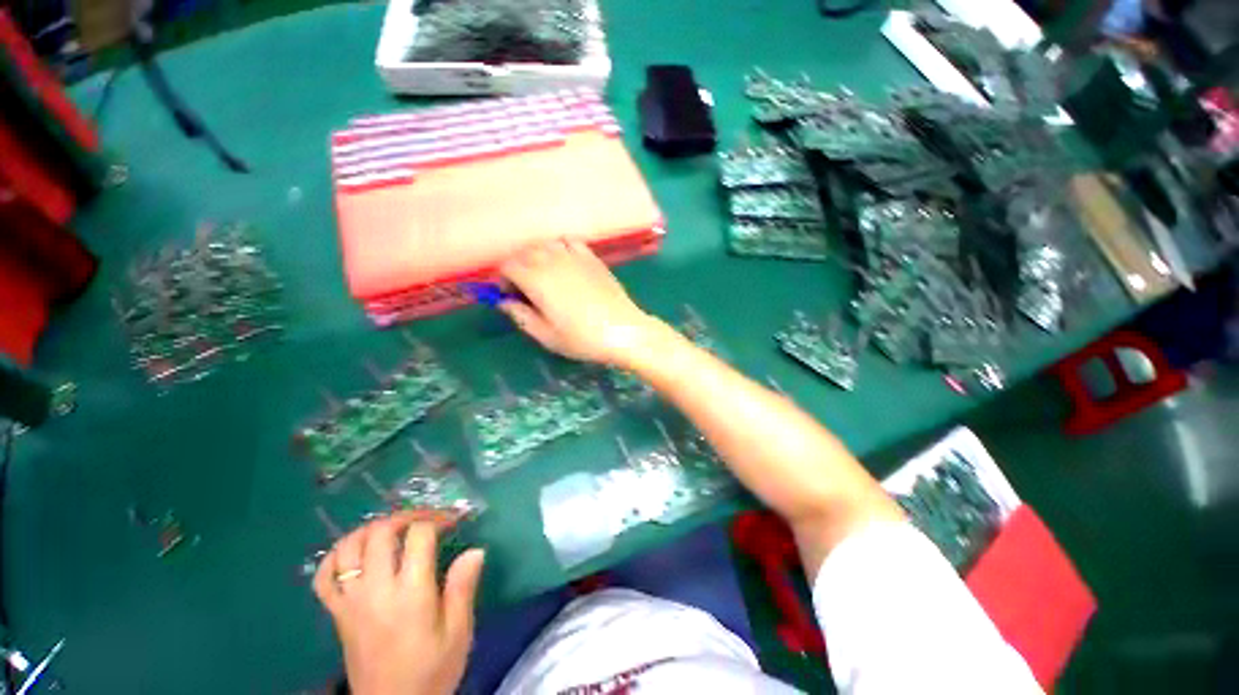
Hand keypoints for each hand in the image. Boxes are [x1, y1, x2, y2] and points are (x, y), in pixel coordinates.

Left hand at [314, 511, 485, 694]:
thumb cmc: (431, 670)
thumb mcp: (458, 633)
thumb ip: (463, 588)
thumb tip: (476, 549)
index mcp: (410, 593)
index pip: (419, 536)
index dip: (438, 519)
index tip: (454, 520)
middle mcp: (376, 590)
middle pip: (381, 533)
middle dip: (406, 516)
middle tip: (425, 519)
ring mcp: (351, 602)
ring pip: (348, 548)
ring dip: (371, 529)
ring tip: (392, 529)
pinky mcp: (337, 615)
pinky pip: (324, 577)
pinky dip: (335, 556)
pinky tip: (354, 553)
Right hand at [498, 240, 660, 366]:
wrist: (623, 330)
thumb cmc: (582, 338)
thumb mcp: (546, 335)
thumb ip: (521, 316)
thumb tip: (504, 302)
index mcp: (536, 279)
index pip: (507, 266)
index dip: (503, 279)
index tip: (510, 295)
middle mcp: (552, 260)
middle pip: (524, 252)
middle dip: (518, 267)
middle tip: (526, 289)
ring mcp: (574, 256)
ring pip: (545, 244)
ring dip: (537, 256)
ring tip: (544, 276)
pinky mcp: (592, 257)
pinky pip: (568, 242)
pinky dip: (560, 248)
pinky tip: (565, 264)